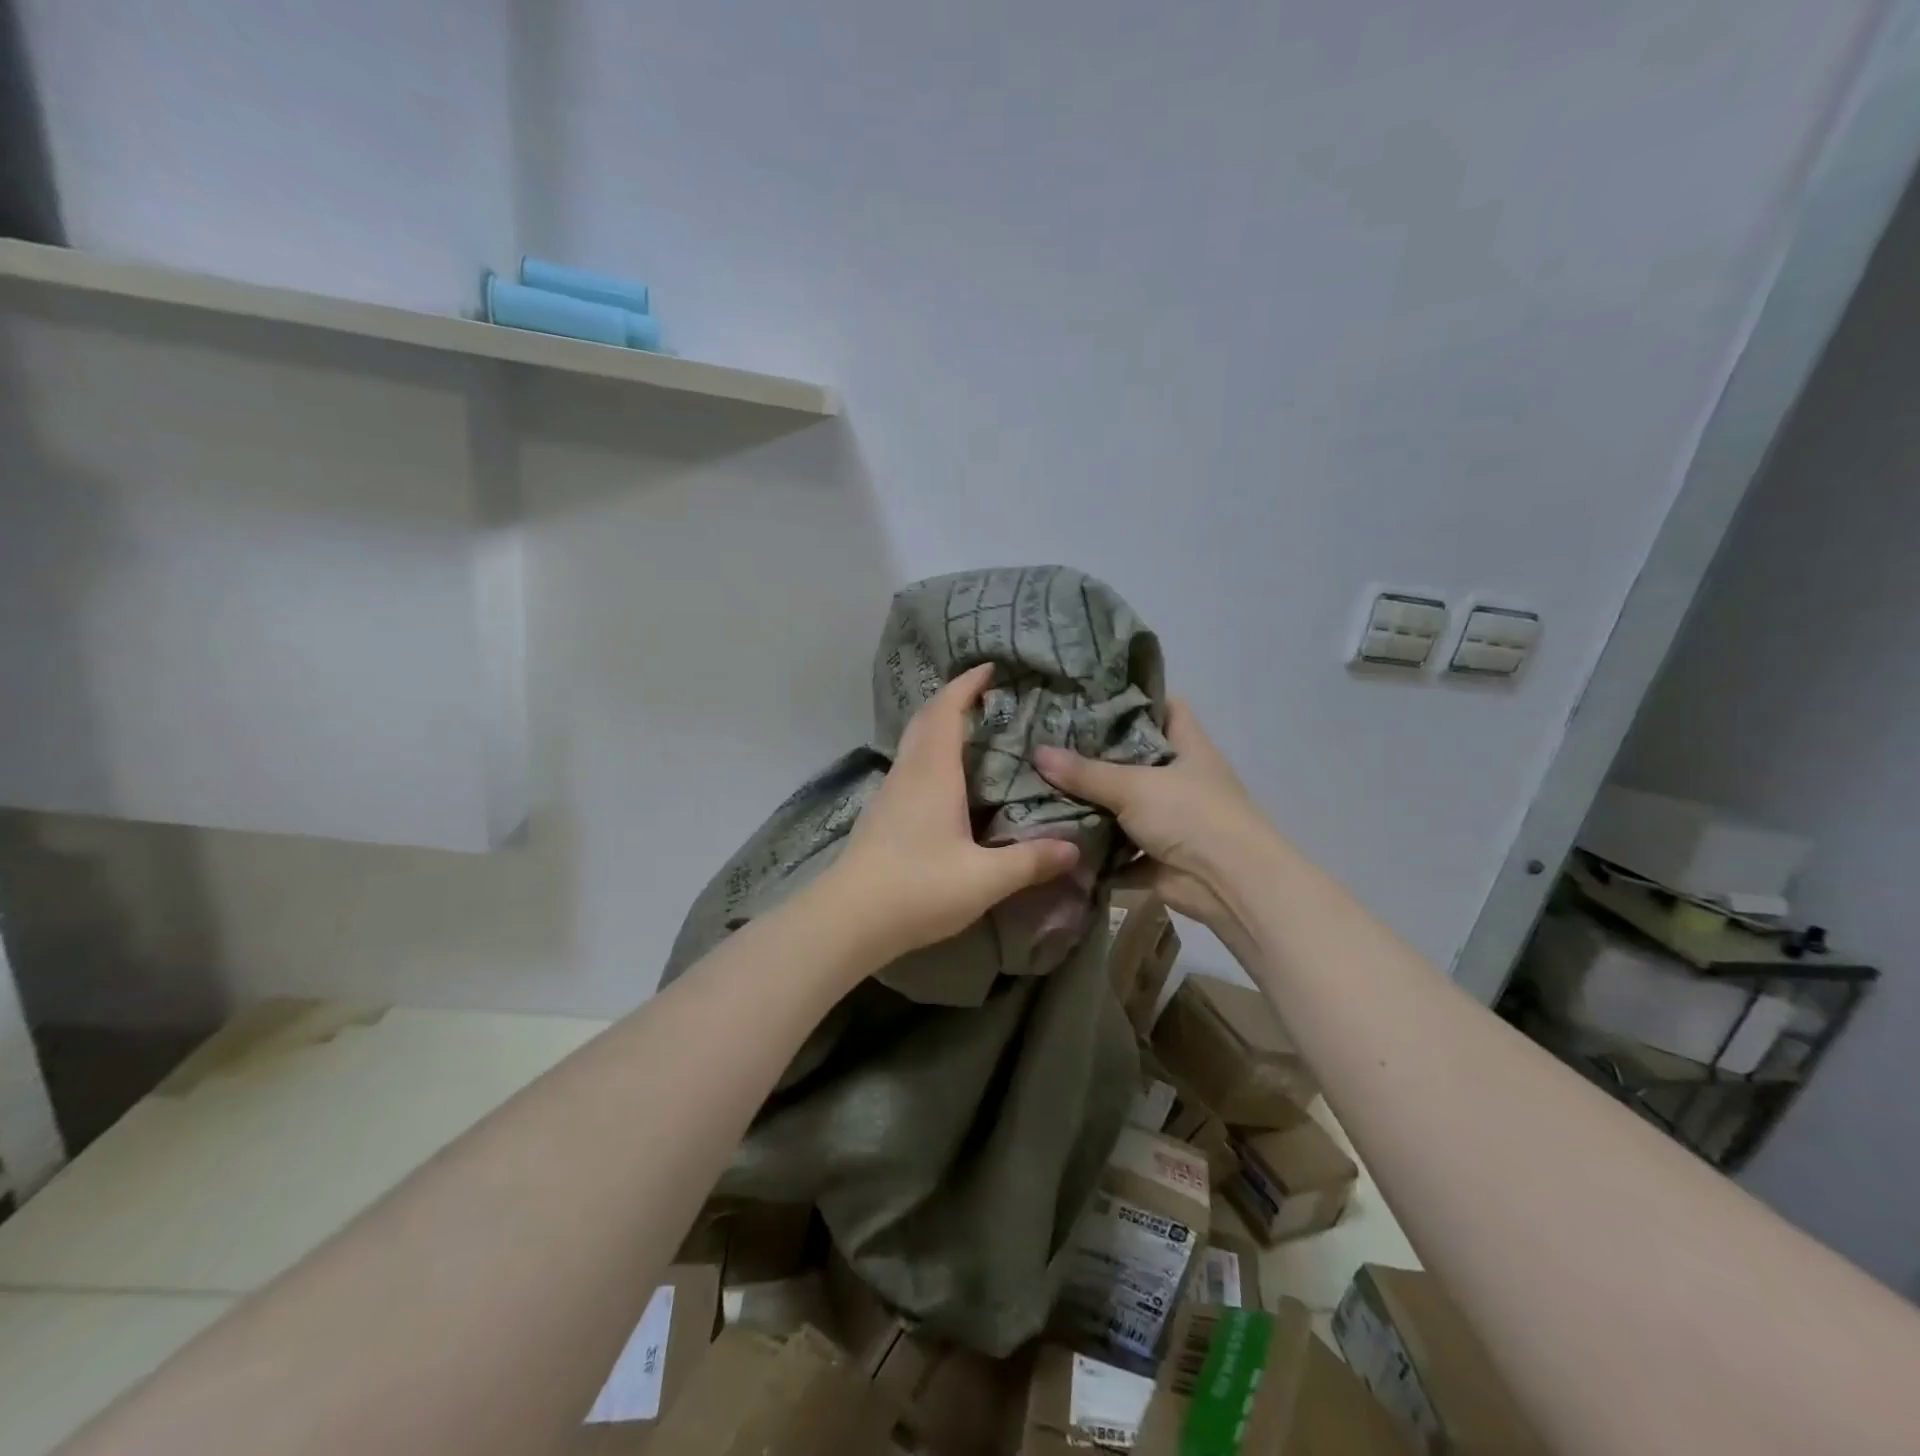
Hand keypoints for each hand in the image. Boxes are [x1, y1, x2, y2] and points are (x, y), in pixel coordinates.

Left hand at [820, 664, 1079, 966]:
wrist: (848, 919)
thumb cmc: (917, 888)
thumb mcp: (983, 879)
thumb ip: (1029, 861)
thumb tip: (1072, 847)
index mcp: (933, 773)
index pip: (946, 711)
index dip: (966, 685)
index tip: (988, 668)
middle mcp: (909, 772)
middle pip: (925, 719)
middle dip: (952, 698)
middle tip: (983, 694)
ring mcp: (890, 792)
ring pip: (914, 742)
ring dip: (938, 725)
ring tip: (971, 730)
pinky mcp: (881, 814)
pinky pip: (910, 765)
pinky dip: (930, 753)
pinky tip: (945, 778)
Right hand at [1035, 699, 1268, 937]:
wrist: (1230, 885)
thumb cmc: (1191, 815)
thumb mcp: (1134, 786)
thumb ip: (1086, 773)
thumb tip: (1037, 753)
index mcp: (1188, 747)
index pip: (1165, 707)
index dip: (1134, 698)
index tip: (1091, 696)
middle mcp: (1180, 779)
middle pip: (1134, 758)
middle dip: (1096, 755)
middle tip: (1049, 741)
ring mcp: (1170, 819)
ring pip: (1123, 805)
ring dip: (1091, 805)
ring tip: (1042, 785)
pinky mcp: (1158, 856)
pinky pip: (1119, 849)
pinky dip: (1096, 850)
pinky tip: (1058, 837)